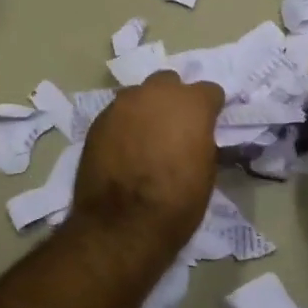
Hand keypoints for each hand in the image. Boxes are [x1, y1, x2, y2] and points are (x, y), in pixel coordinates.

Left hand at [70, 71, 224, 257]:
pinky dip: (124, 125)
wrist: (123, 224)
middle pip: (169, 83)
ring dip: (146, 109)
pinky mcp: (98, 121)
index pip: (209, 91)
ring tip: (145, 137)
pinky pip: (117, 114)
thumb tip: (195, 136)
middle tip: (174, 128)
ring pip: (139, 95)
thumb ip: (201, 140)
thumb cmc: (177, 202)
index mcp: (191, 104)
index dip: (210, 109)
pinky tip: (124, 149)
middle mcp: (156, 93)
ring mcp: (123, 104)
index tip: (207, 125)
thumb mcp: (206, 170)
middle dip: (174, 100)